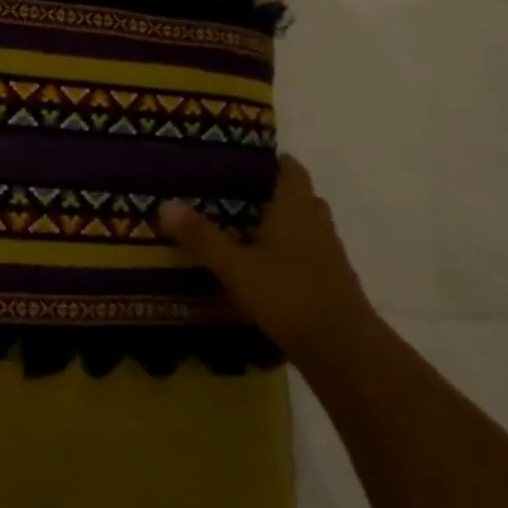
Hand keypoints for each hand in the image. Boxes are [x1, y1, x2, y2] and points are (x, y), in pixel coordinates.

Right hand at [159, 155, 373, 362]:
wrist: (343, 350)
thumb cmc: (288, 295)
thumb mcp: (235, 267)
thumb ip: (201, 237)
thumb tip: (164, 204)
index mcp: (295, 208)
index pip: (291, 169)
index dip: (271, 159)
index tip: (242, 157)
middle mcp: (316, 223)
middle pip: (299, 195)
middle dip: (272, 190)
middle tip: (234, 191)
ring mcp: (328, 253)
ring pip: (305, 224)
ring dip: (281, 221)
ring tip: (243, 226)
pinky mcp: (330, 280)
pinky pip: (307, 251)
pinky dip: (288, 249)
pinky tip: (262, 264)